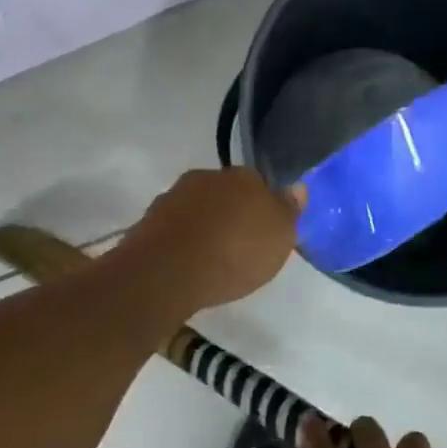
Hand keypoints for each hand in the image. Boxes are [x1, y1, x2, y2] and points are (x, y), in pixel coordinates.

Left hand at [112, 168, 301, 315]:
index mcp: (242, 176)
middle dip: (232, 214)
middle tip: (240, 246)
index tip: (265, 232)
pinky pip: (176, 229)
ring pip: (198, 209)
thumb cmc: (235, 253)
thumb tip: (297, 187)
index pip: (259, 182)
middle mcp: (206, 178)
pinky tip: (189, 264)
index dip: (264, 206)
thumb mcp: (279, 237)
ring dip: (205, 227)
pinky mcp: (149, 222)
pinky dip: (184, 242)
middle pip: (226, 193)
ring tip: (213, 259)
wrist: (167, 271)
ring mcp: (174, 197)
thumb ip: (288, 210)